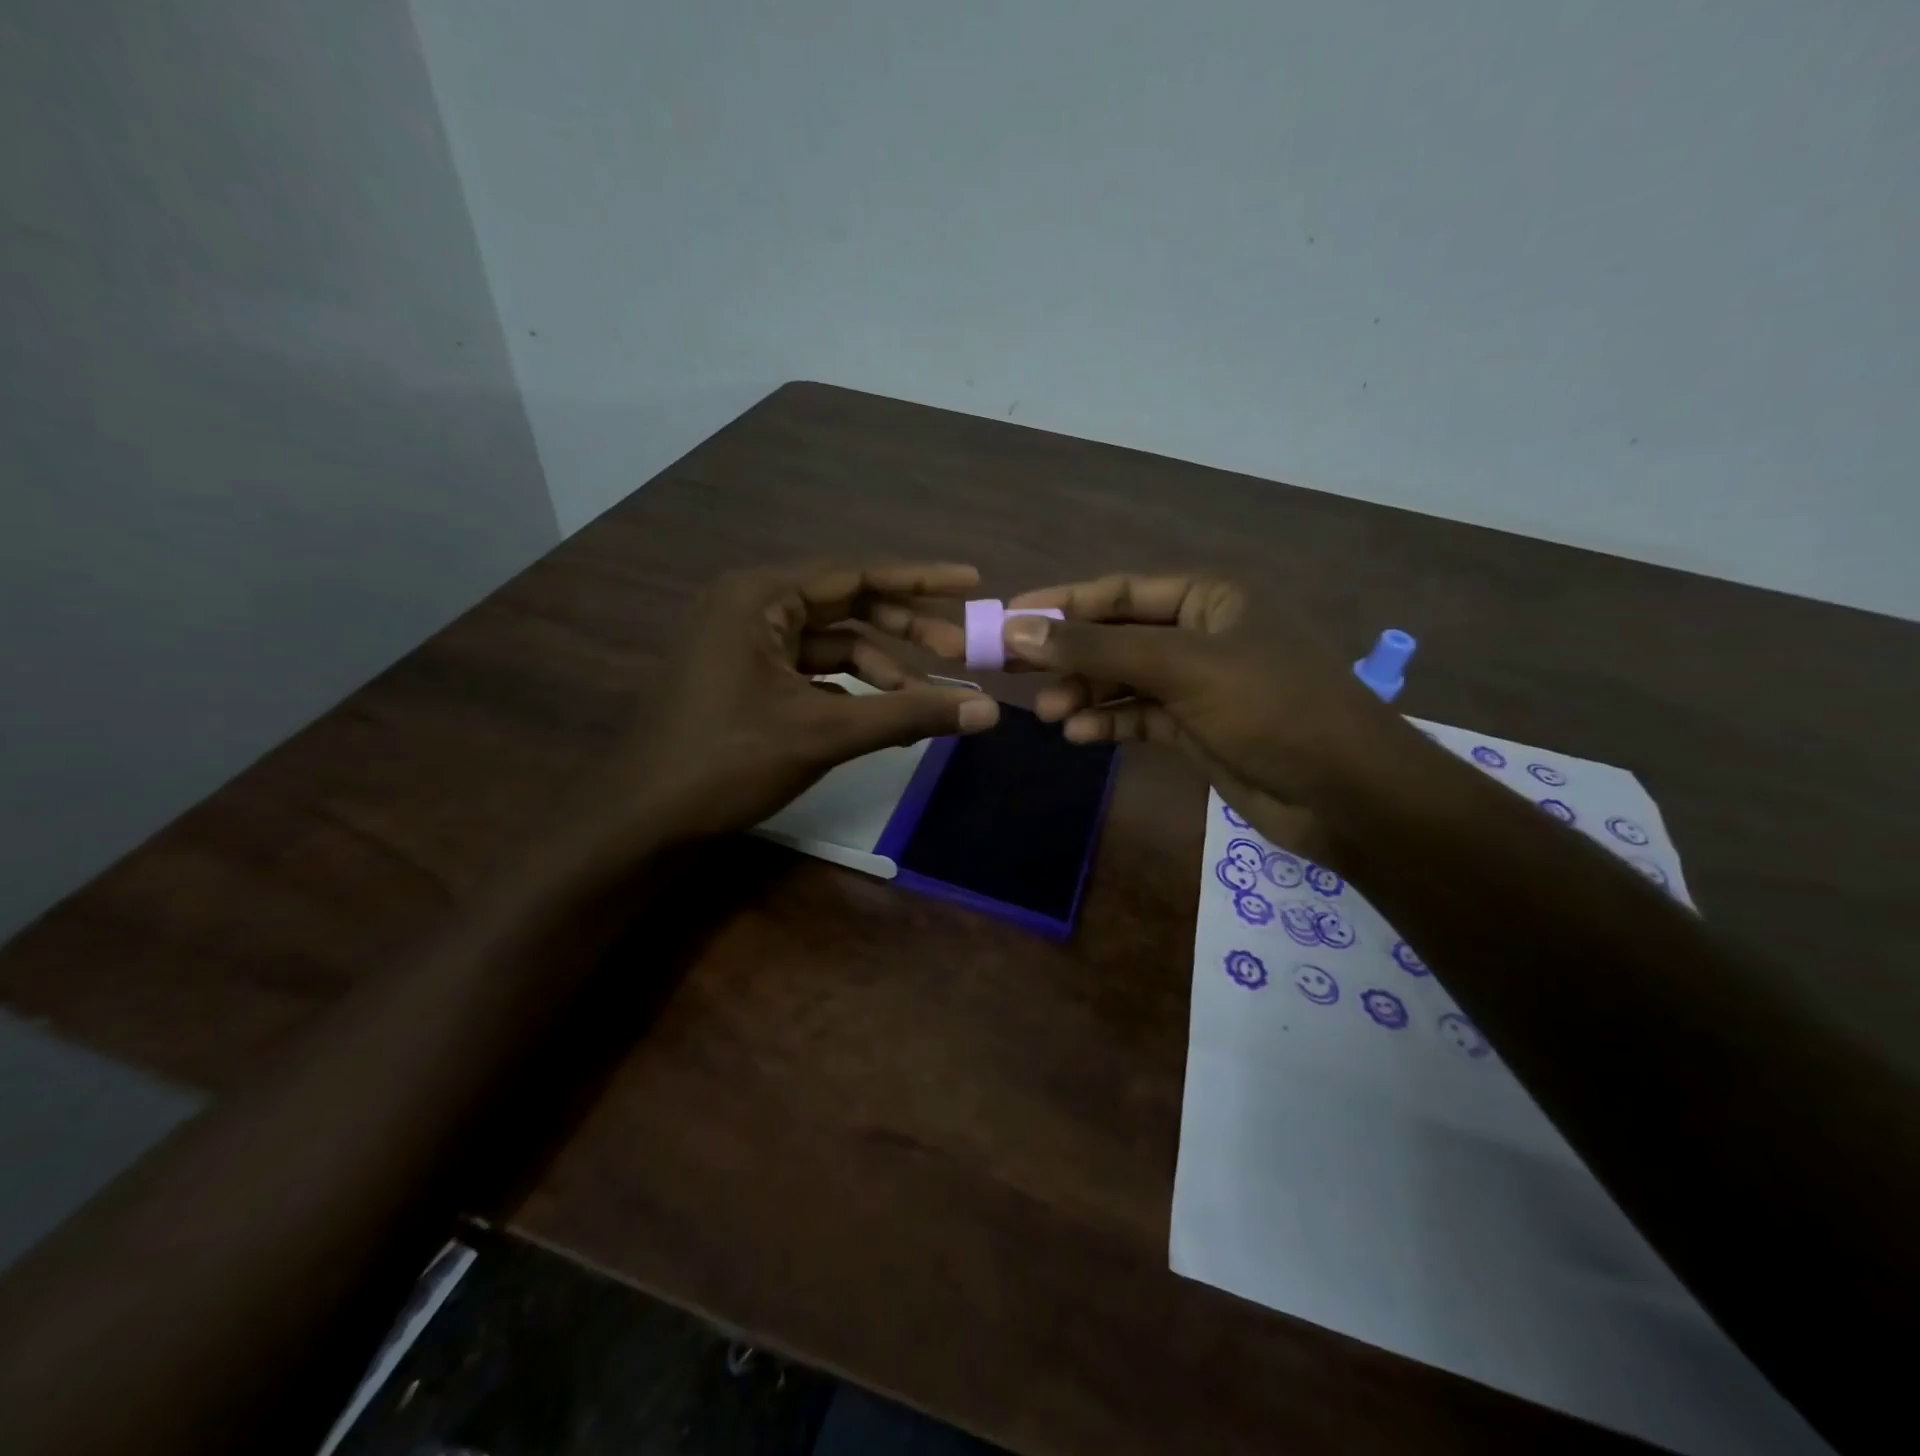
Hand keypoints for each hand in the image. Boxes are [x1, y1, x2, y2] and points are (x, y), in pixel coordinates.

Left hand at [624, 562, 998, 839]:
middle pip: (847, 606)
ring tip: (927, 698)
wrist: (643, 820)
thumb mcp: (825, 733)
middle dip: (905, 629)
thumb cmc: (727, 762)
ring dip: (881, 668)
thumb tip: (987, 710)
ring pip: (831, 644)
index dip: (920, 579)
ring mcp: (743, 643)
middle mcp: (749, 606)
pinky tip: (885, 714)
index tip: (973, 582)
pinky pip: (811, 671)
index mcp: (759, 596)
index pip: (857, 573)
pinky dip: (850, 689)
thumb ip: (908, 714)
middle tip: (959, 652)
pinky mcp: (744, 678)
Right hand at [1000, 573, 1406, 857]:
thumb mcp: (1182, 667)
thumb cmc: (1271, 708)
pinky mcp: (1196, 727)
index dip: (1063, 602)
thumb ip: (1099, 647)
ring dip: (1086, 693)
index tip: (1009, 617)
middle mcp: (1202, 633)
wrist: (1344, 794)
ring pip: (1125, 680)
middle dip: (1070, 655)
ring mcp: (1199, 684)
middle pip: (1117, 635)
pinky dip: (1111, 724)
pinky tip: (1081, 737)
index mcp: (1209, 598)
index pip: (1121, 590)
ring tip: (1050, 714)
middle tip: (1015, 672)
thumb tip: (1019, 628)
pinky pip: (1140, 717)